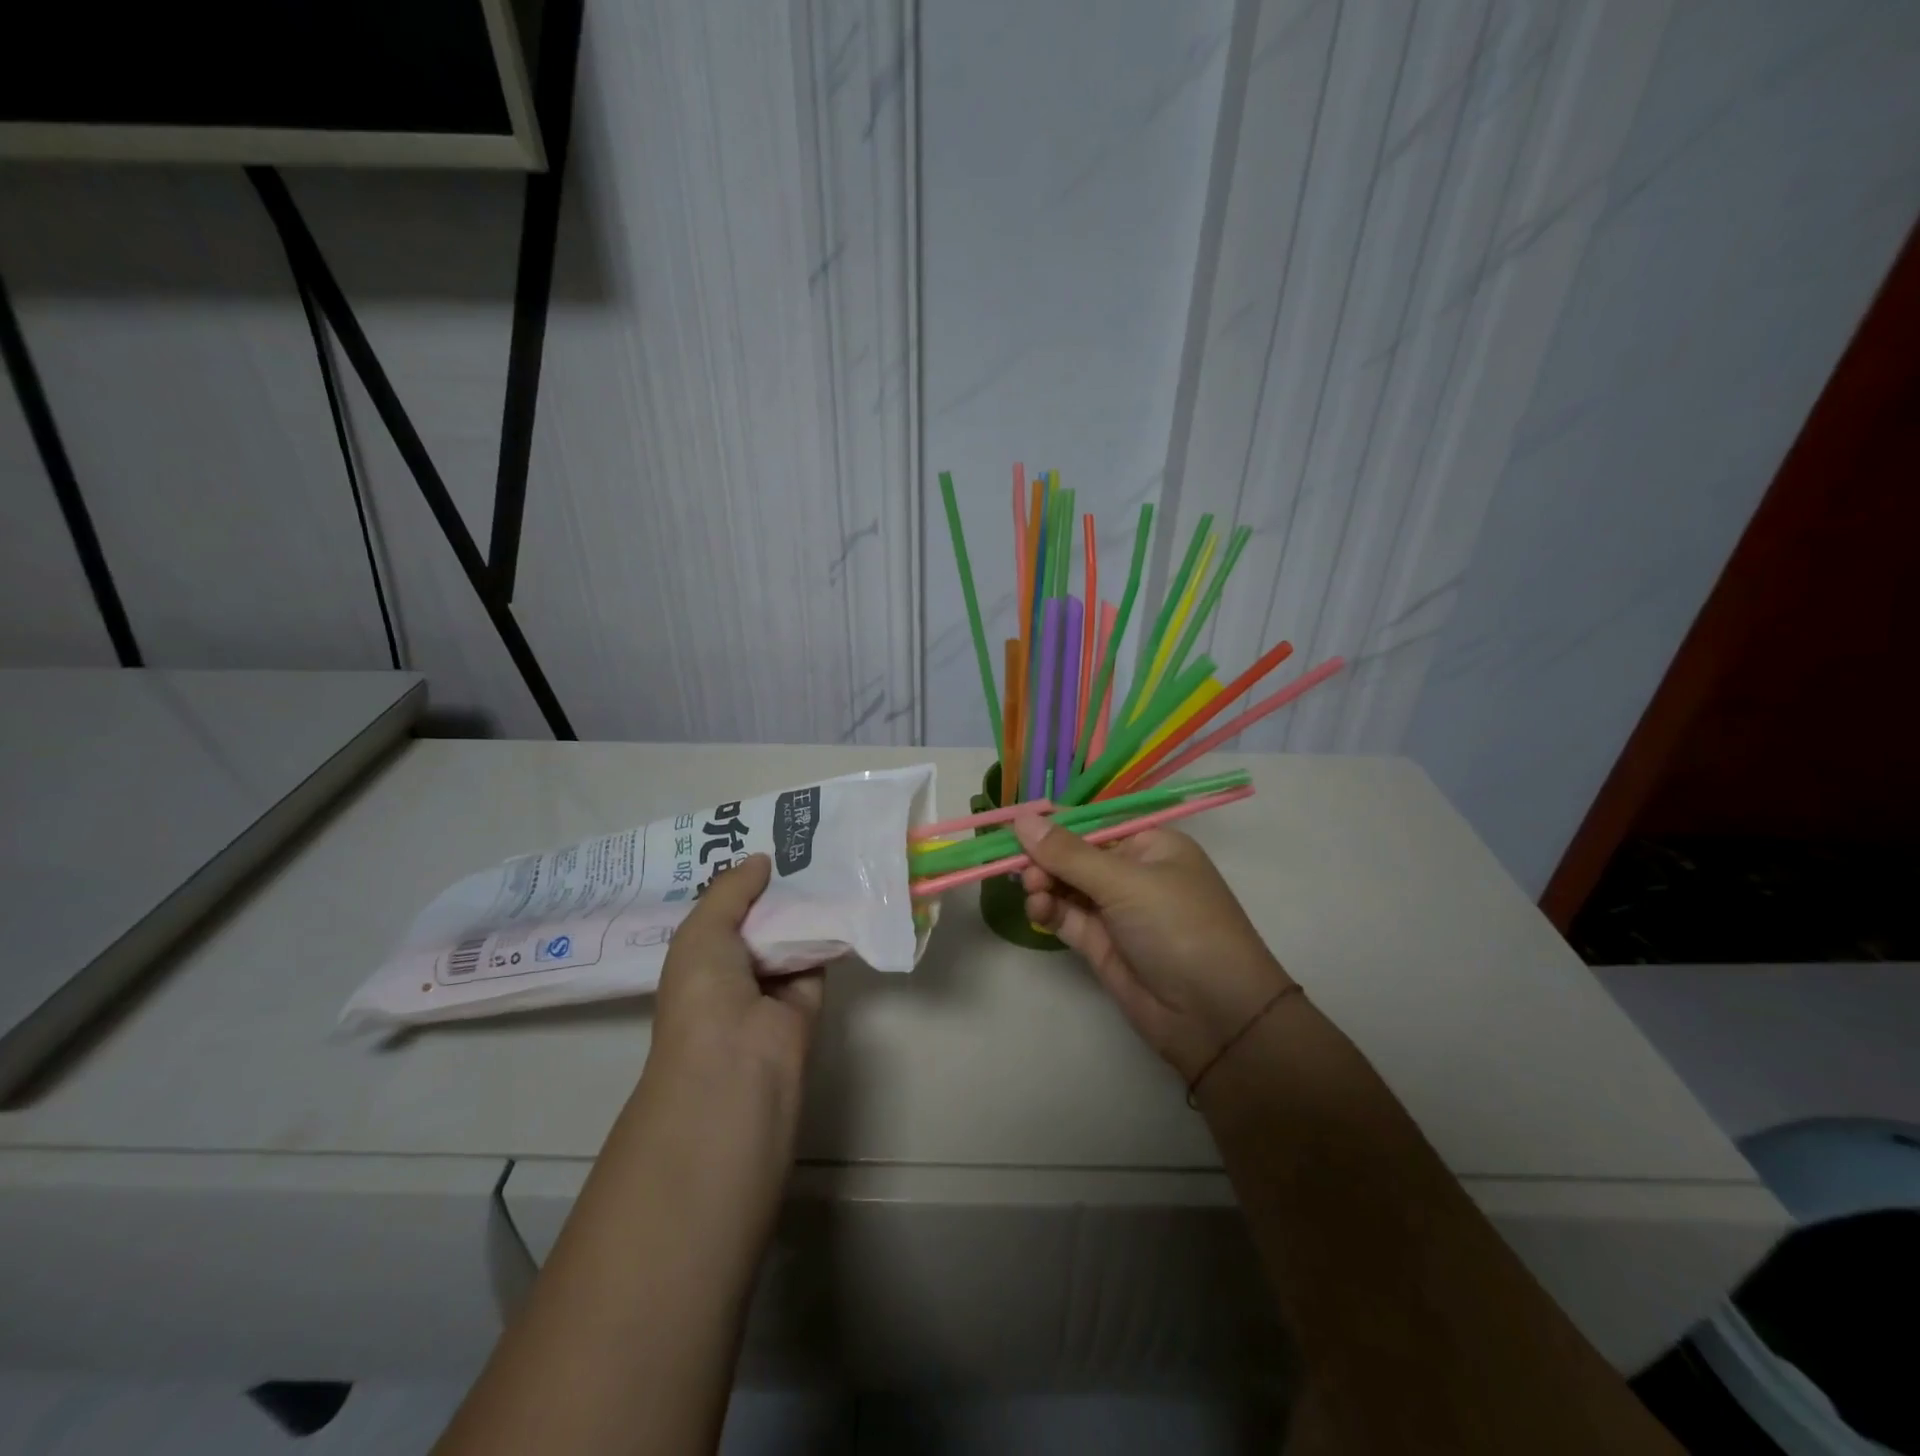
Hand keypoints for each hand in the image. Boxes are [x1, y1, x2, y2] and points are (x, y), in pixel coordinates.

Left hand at [649, 854, 823, 1103]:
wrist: (737, 1063)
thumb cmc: (703, 993)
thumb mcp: (702, 931)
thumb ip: (731, 890)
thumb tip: (762, 858)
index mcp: (698, 955)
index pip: (720, 908)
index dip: (738, 877)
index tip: (761, 837)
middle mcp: (734, 967)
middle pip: (760, 916)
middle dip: (775, 884)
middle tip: (800, 837)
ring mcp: (772, 983)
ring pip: (791, 932)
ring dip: (805, 902)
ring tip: (826, 851)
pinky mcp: (808, 995)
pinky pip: (820, 953)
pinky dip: (831, 929)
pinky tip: (844, 891)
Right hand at [1013, 816, 1293, 1082]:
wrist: (1214, 1017)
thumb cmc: (1179, 928)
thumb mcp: (1126, 882)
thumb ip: (1068, 853)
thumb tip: (1020, 817)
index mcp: (1150, 844)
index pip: (1093, 822)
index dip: (1054, 822)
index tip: (1013, 823)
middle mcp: (1132, 872)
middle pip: (1074, 853)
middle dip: (1045, 857)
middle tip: (1022, 869)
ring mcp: (1116, 910)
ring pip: (1066, 885)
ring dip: (1044, 883)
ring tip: (1034, 891)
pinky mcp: (1101, 944)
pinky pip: (1066, 916)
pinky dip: (1048, 909)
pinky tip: (1038, 909)